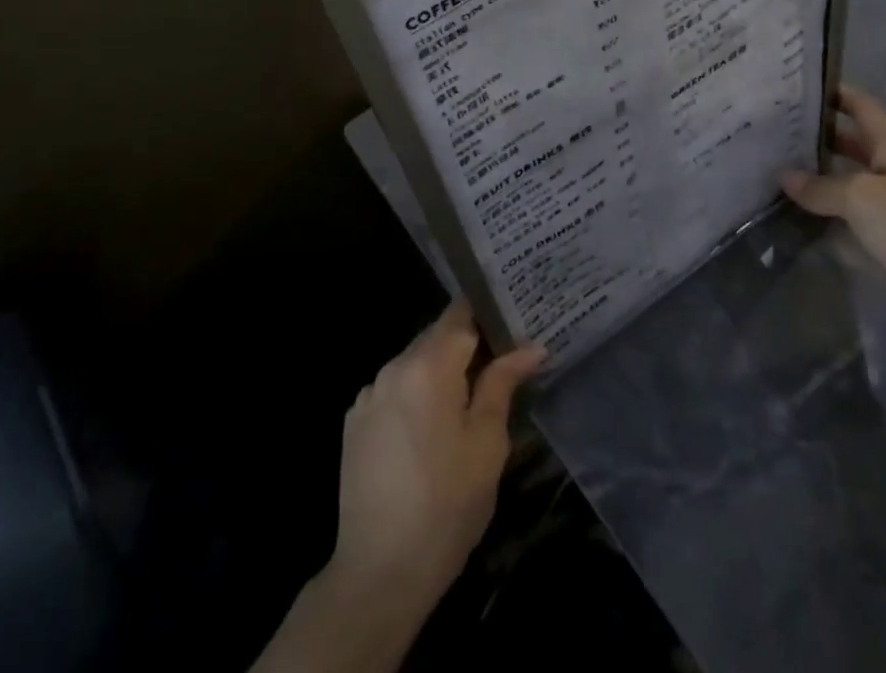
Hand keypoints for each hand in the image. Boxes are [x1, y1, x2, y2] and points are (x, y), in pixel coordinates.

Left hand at [329, 302, 544, 614]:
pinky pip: (393, 390)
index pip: (461, 314)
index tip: (512, 322)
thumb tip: (530, 347)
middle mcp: (393, 367)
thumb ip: (503, 383)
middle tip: (500, 363)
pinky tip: (428, 430)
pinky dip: (414, 395)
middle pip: (436, 336)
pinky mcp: (354, 422)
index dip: (487, 313)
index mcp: (428, 365)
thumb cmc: (447, 505)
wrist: (379, 572)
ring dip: (439, 372)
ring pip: (414, 363)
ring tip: (467, 399)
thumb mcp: (487, 443)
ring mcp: (369, 394)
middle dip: (467, 345)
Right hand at [782, 85, 885, 350]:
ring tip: (775, 163)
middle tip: (773, 127)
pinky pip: (851, 212)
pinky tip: (796, 208)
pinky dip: (827, 208)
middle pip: (851, 140)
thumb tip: (785, 177)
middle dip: (817, 133)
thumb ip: (821, 186)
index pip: (861, 105)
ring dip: (818, 173)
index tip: (795, 84)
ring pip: (848, 177)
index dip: (832, 92)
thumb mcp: (862, 198)